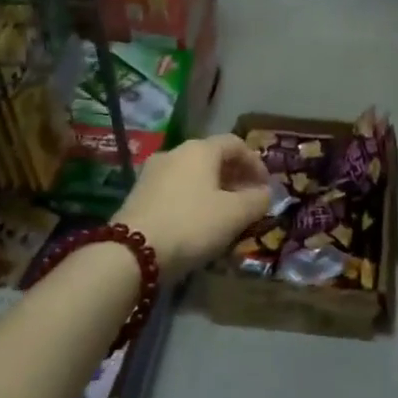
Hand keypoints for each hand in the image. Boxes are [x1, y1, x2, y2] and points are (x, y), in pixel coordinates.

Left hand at [114, 134, 272, 284]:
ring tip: (225, 215)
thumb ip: (257, 201)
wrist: (132, 253)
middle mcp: (175, 152)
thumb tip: (265, 193)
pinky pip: (175, 190)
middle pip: (212, 158)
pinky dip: (192, 200)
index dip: (255, 163)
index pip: (235, 144)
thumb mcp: (235, 215)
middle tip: (248, 201)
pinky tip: (197, 223)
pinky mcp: (138, 195)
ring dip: (213, 190)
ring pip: (192, 175)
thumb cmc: (192, 225)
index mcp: (200, 150)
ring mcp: (152, 173)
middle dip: (234, 178)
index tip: (266, 186)